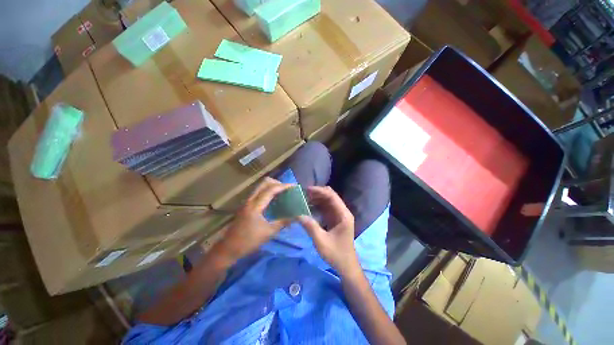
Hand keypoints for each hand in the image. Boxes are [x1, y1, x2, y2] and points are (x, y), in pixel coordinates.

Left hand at [215, 177, 291, 263]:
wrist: (228, 248)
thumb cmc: (249, 241)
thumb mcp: (269, 232)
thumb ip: (283, 222)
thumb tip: (297, 216)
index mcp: (255, 205)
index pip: (271, 189)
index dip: (284, 186)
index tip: (295, 187)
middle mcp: (250, 200)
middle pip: (264, 183)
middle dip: (278, 183)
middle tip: (288, 189)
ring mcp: (247, 202)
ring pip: (261, 186)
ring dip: (273, 186)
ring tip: (283, 193)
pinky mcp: (246, 205)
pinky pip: (259, 192)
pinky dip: (268, 192)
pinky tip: (274, 200)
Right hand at [298, 186, 360, 276]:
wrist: (346, 266)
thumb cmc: (336, 254)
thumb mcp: (321, 241)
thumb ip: (310, 226)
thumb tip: (297, 214)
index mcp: (343, 215)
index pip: (332, 196)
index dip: (319, 191)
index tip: (306, 190)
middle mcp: (342, 212)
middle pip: (330, 196)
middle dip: (317, 193)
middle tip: (302, 194)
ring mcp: (339, 215)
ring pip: (327, 201)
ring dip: (316, 199)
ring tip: (303, 199)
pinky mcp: (335, 219)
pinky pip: (325, 208)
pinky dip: (317, 206)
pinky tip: (307, 207)